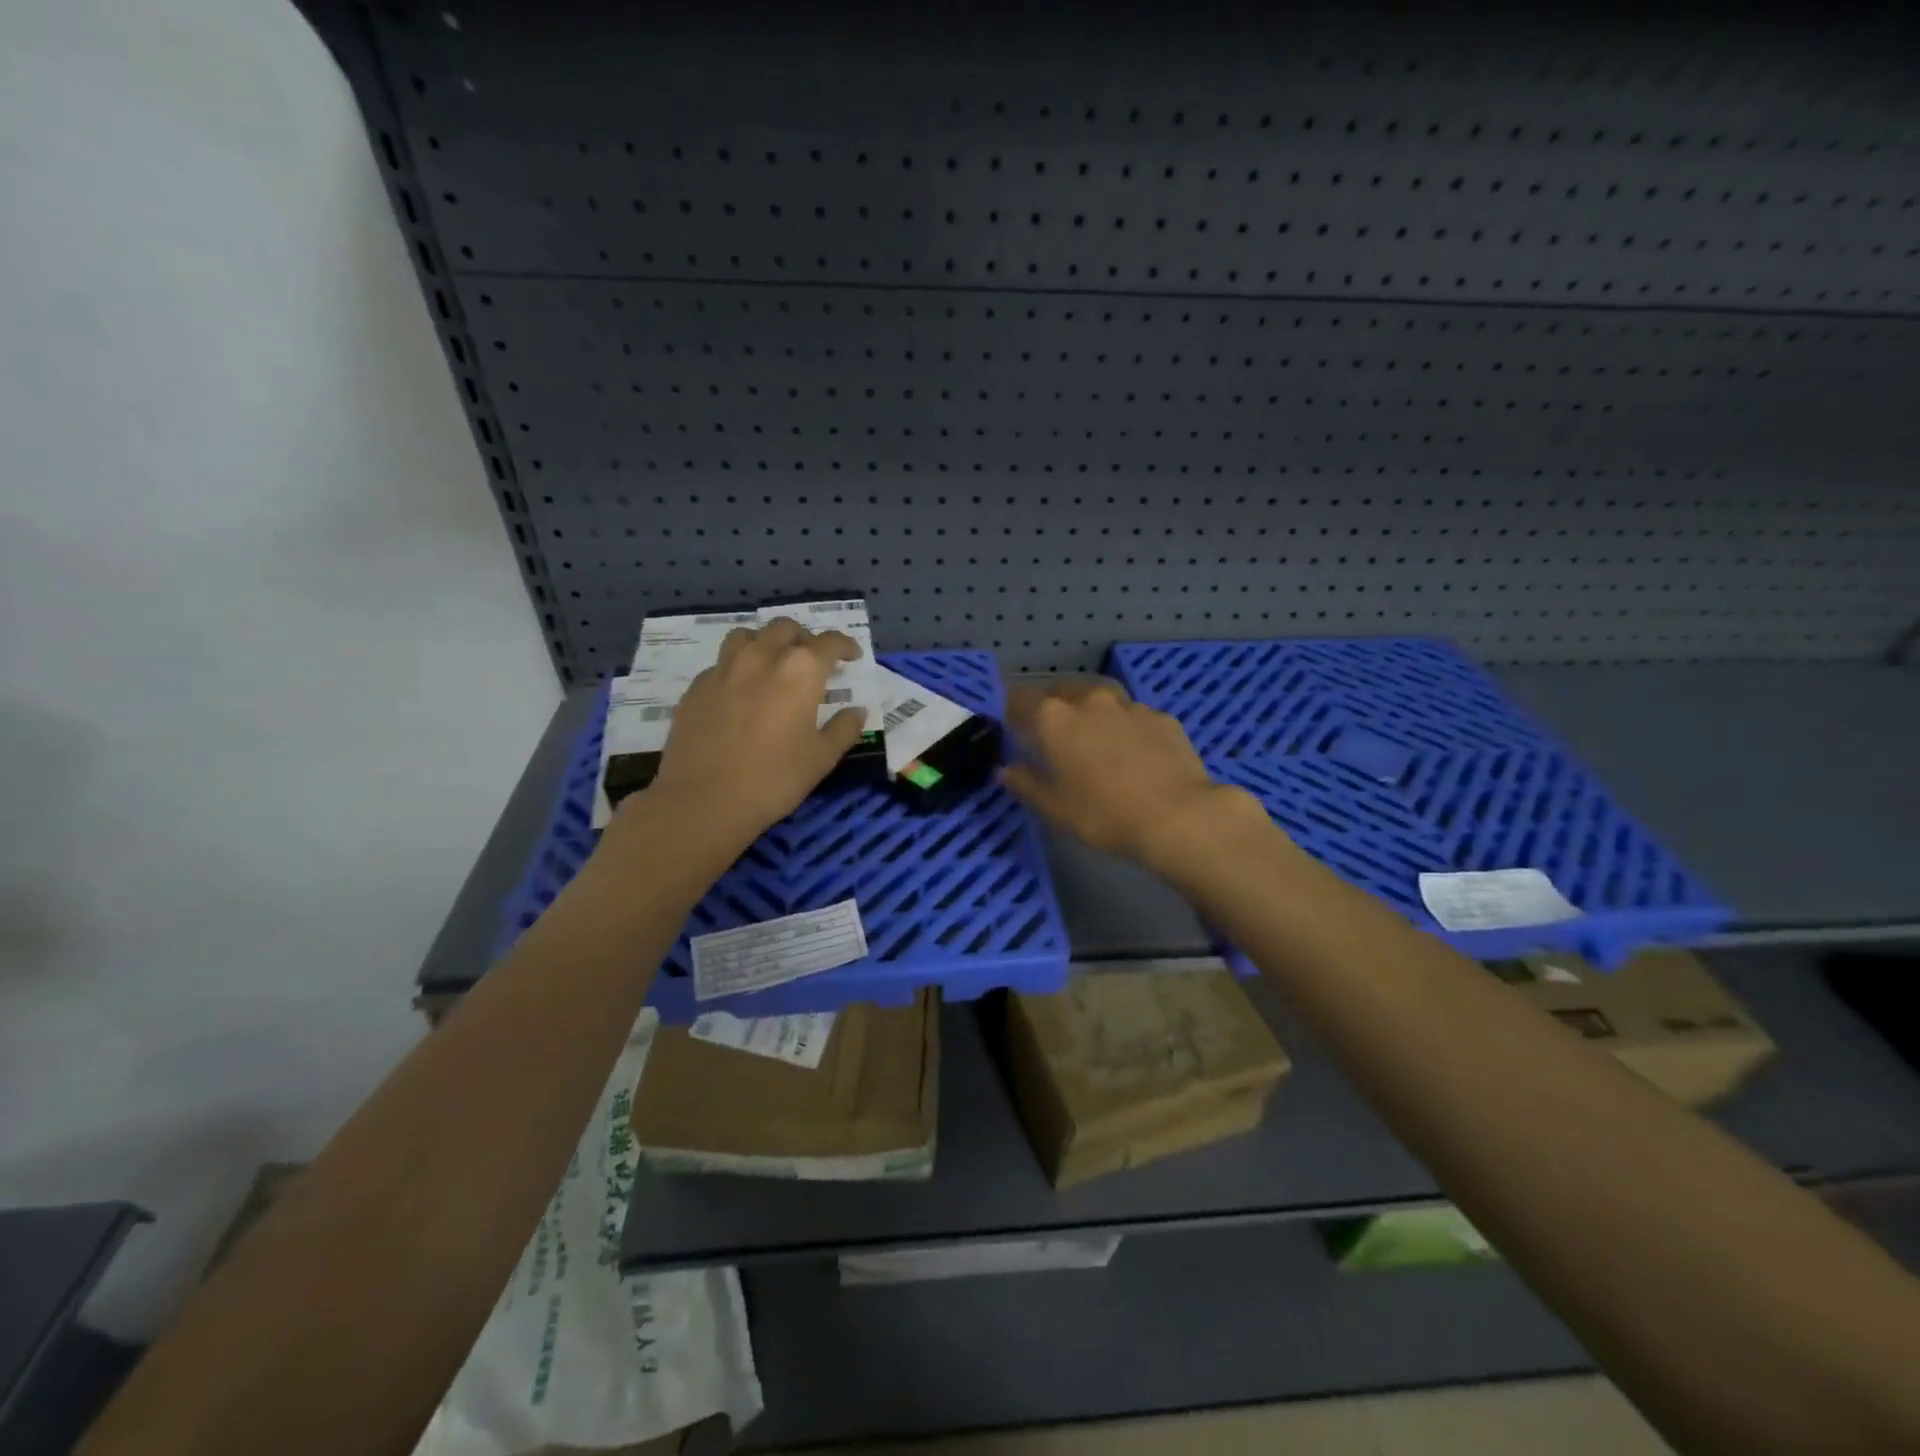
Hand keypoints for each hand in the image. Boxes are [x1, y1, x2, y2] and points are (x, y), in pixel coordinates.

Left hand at [635, 618, 866, 848]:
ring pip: (747, 636)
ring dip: (766, 642)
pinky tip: (740, 692)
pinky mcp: (696, 687)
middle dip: (804, 638)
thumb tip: (856, 711)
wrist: (704, 800)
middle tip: (812, 660)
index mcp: (800, 671)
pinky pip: (721, 663)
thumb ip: (843, 729)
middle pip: (785, 629)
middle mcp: (762, 657)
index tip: (851, 656)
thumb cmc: (774, 779)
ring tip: (772, 663)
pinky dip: (737, 667)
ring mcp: (724, 669)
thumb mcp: (822, 758)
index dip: (845, 646)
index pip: (829, 642)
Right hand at [1001, 682, 1270, 875]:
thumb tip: (1005, 770)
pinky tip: (1132, 751)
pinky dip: (1125, 727)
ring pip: (1101, 698)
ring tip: (1094, 737)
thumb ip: (1025, 783)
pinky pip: (1133, 716)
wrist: (1177, 816)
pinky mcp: (1162, 717)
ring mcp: (1129, 706)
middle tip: (1053, 733)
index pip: (1021, 699)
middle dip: (1053, 706)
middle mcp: (1090, 700)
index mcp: (1054, 718)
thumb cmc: (1103, 814)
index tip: (1014, 729)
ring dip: (1091, 712)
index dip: (1013, 712)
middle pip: (1062, 691)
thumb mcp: (1053, 808)